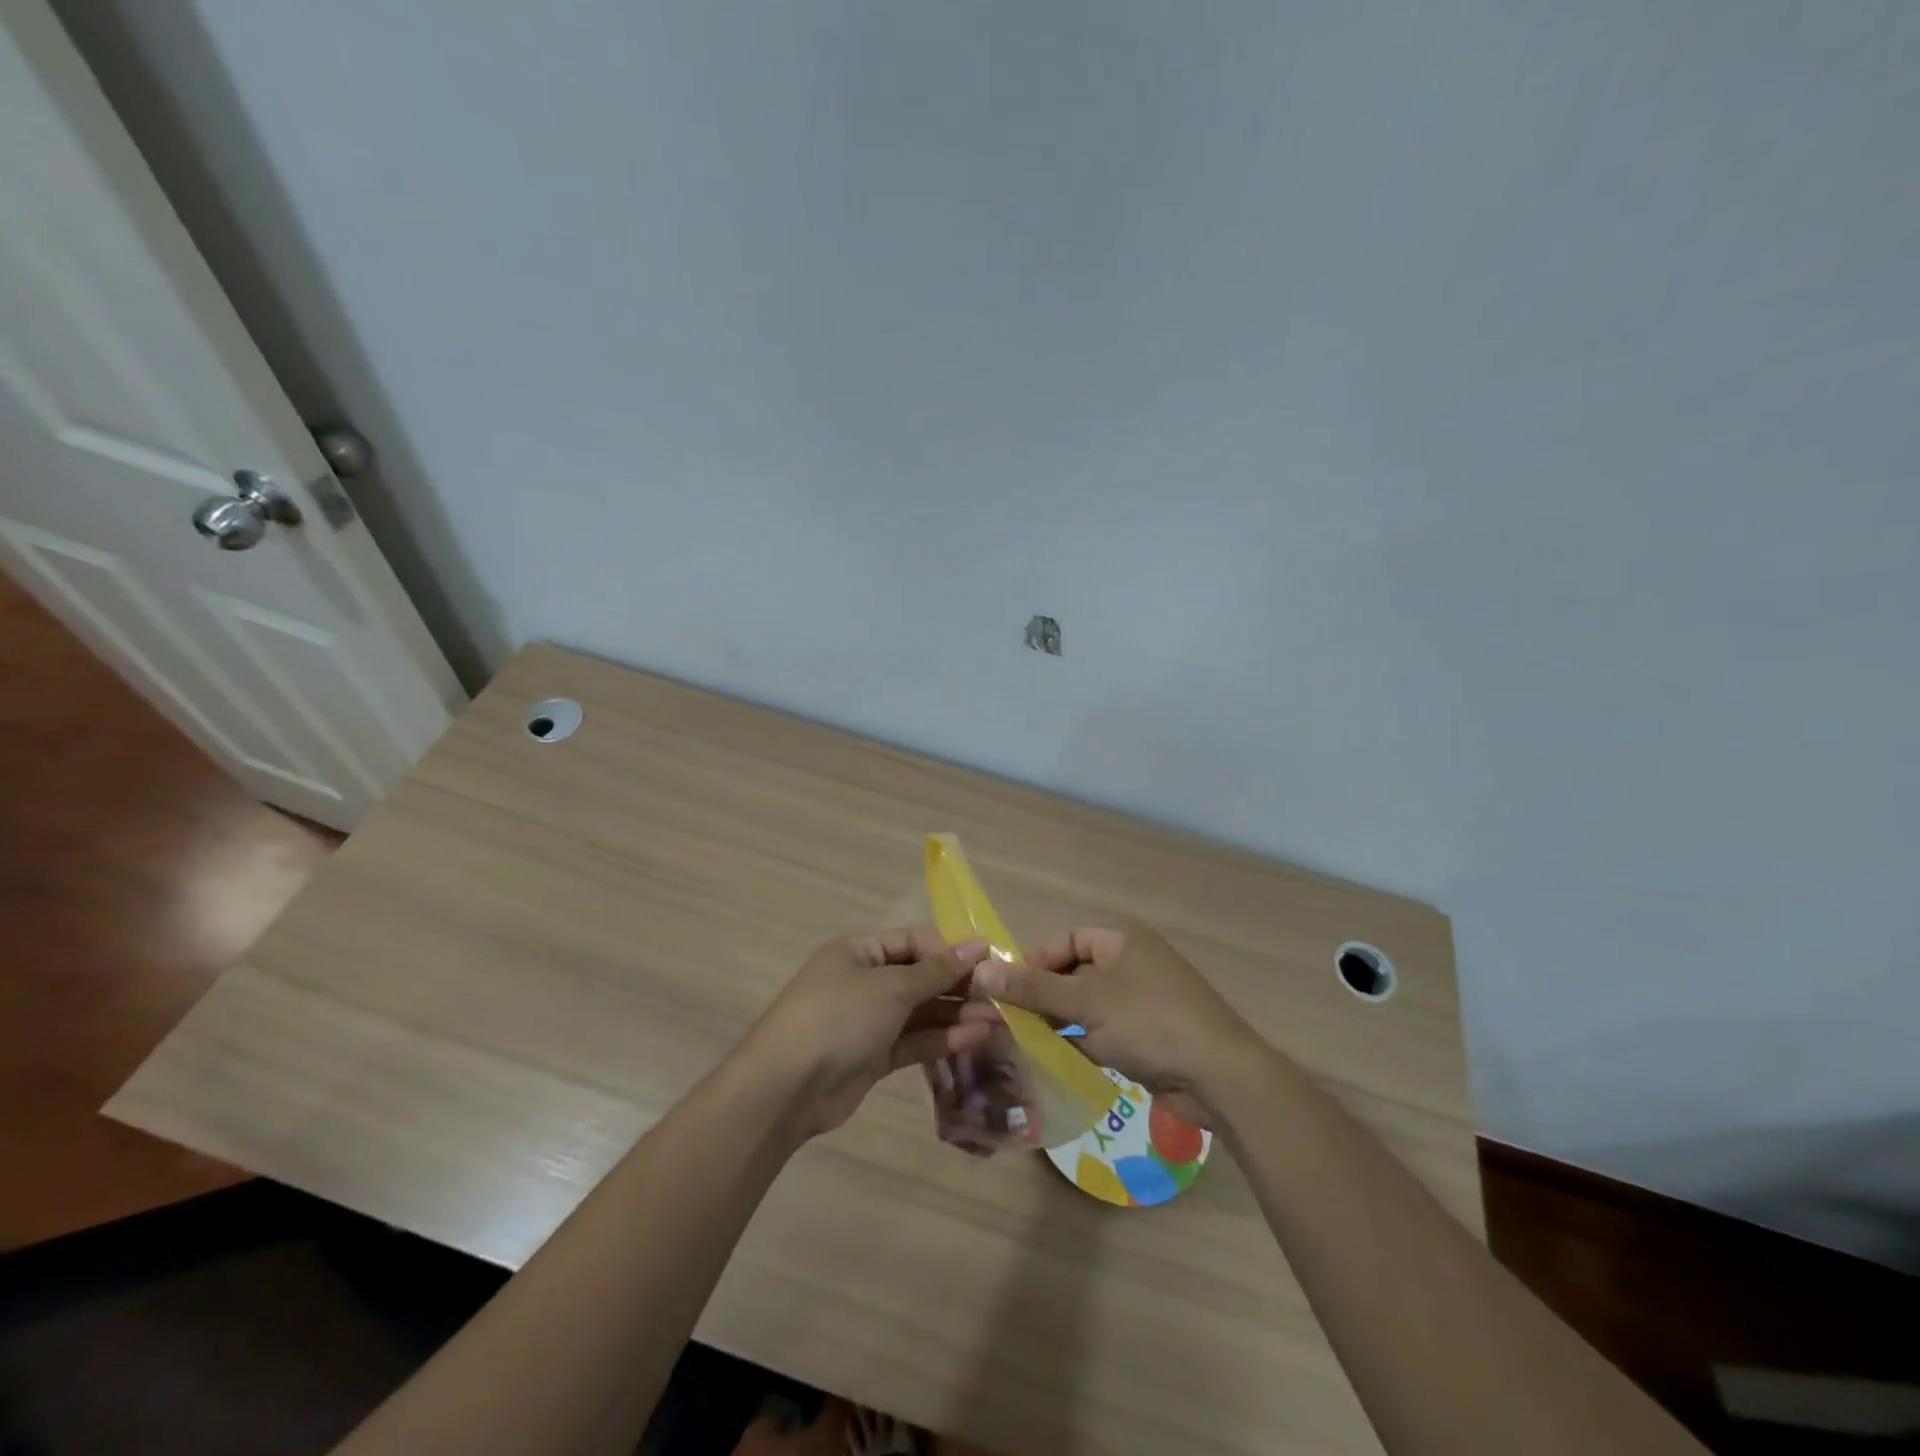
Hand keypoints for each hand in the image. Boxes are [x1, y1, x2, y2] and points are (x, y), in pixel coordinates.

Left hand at [740, 929, 993, 1137]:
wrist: (785, 1088)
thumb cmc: (838, 1018)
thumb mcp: (890, 987)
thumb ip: (936, 970)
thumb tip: (977, 946)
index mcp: (859, 951)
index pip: (914, 942)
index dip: (951, 950)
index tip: (990, 962)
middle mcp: (864, 981)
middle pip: (920, 977)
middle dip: (959, 986)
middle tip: (1002, 996)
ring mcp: (868, 1021)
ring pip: (920, 1012)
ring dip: (957, 1015)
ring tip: (1000, 1020)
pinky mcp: (873, 1056)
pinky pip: (913, 1040)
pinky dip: (942, 1039)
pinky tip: (976, 1038)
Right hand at [966, 924, 1263, 1122]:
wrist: (1220, 1076)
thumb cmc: (1151, 1022)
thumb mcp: (1088, 1001)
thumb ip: (1034, 988)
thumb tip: (981, 971)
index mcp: (1123, 942)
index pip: (1067, 940)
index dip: (1035, 960)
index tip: (1005, 988)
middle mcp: (1132, 965)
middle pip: (1074, 974)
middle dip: (1043, 995)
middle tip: (1007, 1019)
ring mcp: (1141, 1003)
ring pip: (1086, 1007)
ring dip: (1058, 1022)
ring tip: (1021, 1041)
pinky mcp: (1146, 1038)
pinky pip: (1102, 1034)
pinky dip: (1079, 1044)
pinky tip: (1052, 1060)